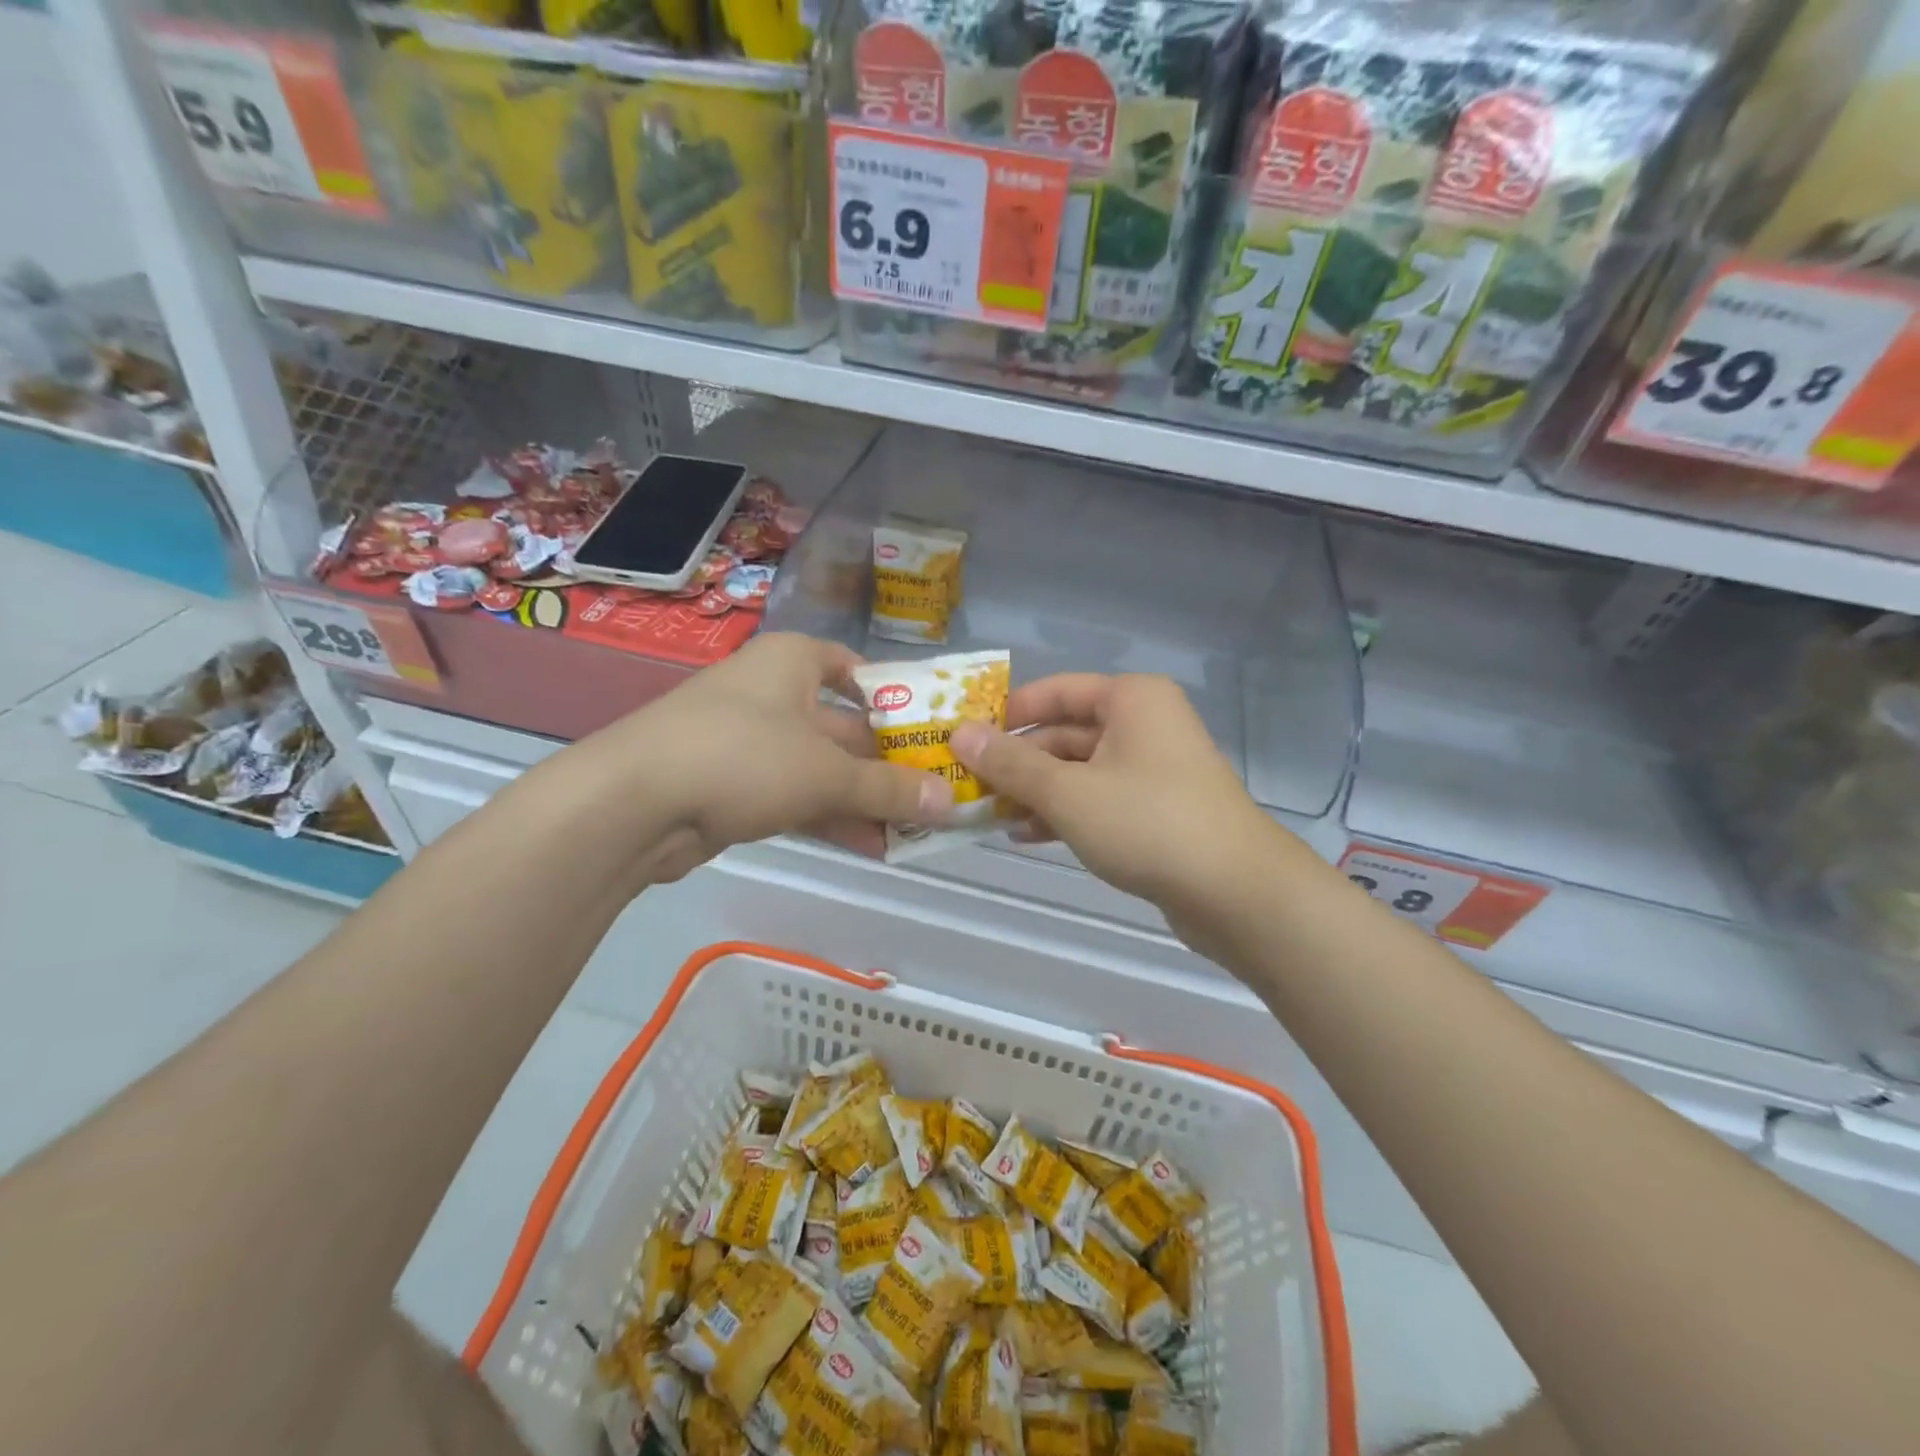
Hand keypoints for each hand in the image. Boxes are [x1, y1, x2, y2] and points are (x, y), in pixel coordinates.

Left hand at [572, 633, 951, 880]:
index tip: (928, 730)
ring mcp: (750, 741)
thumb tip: (951, 801)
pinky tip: (871, 846)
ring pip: (822, 768)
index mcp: (793, 662)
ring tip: (913, 829)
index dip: (894, 697)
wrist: (633, 804)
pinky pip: (796, 796)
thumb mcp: (827, 773)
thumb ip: (889, 788)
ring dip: (864, 799)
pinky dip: (830, 816)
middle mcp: (772, 693)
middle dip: (887, 764)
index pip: (853, 668)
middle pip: (844, 727)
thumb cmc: (743, 756)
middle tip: (935, 794)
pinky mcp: (734, 785)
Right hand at [949, 673, 1287, 925]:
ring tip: (990, 815)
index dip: (1009, 712)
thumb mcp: (1068, 792)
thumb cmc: (1147, 822)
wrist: (1236, 892)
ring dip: (1036, 791)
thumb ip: (1010, 764)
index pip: (1056, 690)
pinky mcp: (1157, 809)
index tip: (966, 737)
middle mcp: (1145, 724)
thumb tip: (960, 734)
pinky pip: (1099, 799)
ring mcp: (1154, 768)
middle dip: (1018, 761)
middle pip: (1065, 733)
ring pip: (1079, 770)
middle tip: (969, 786)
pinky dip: (1065, 813)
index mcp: (1131, 699)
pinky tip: (1028, 836)